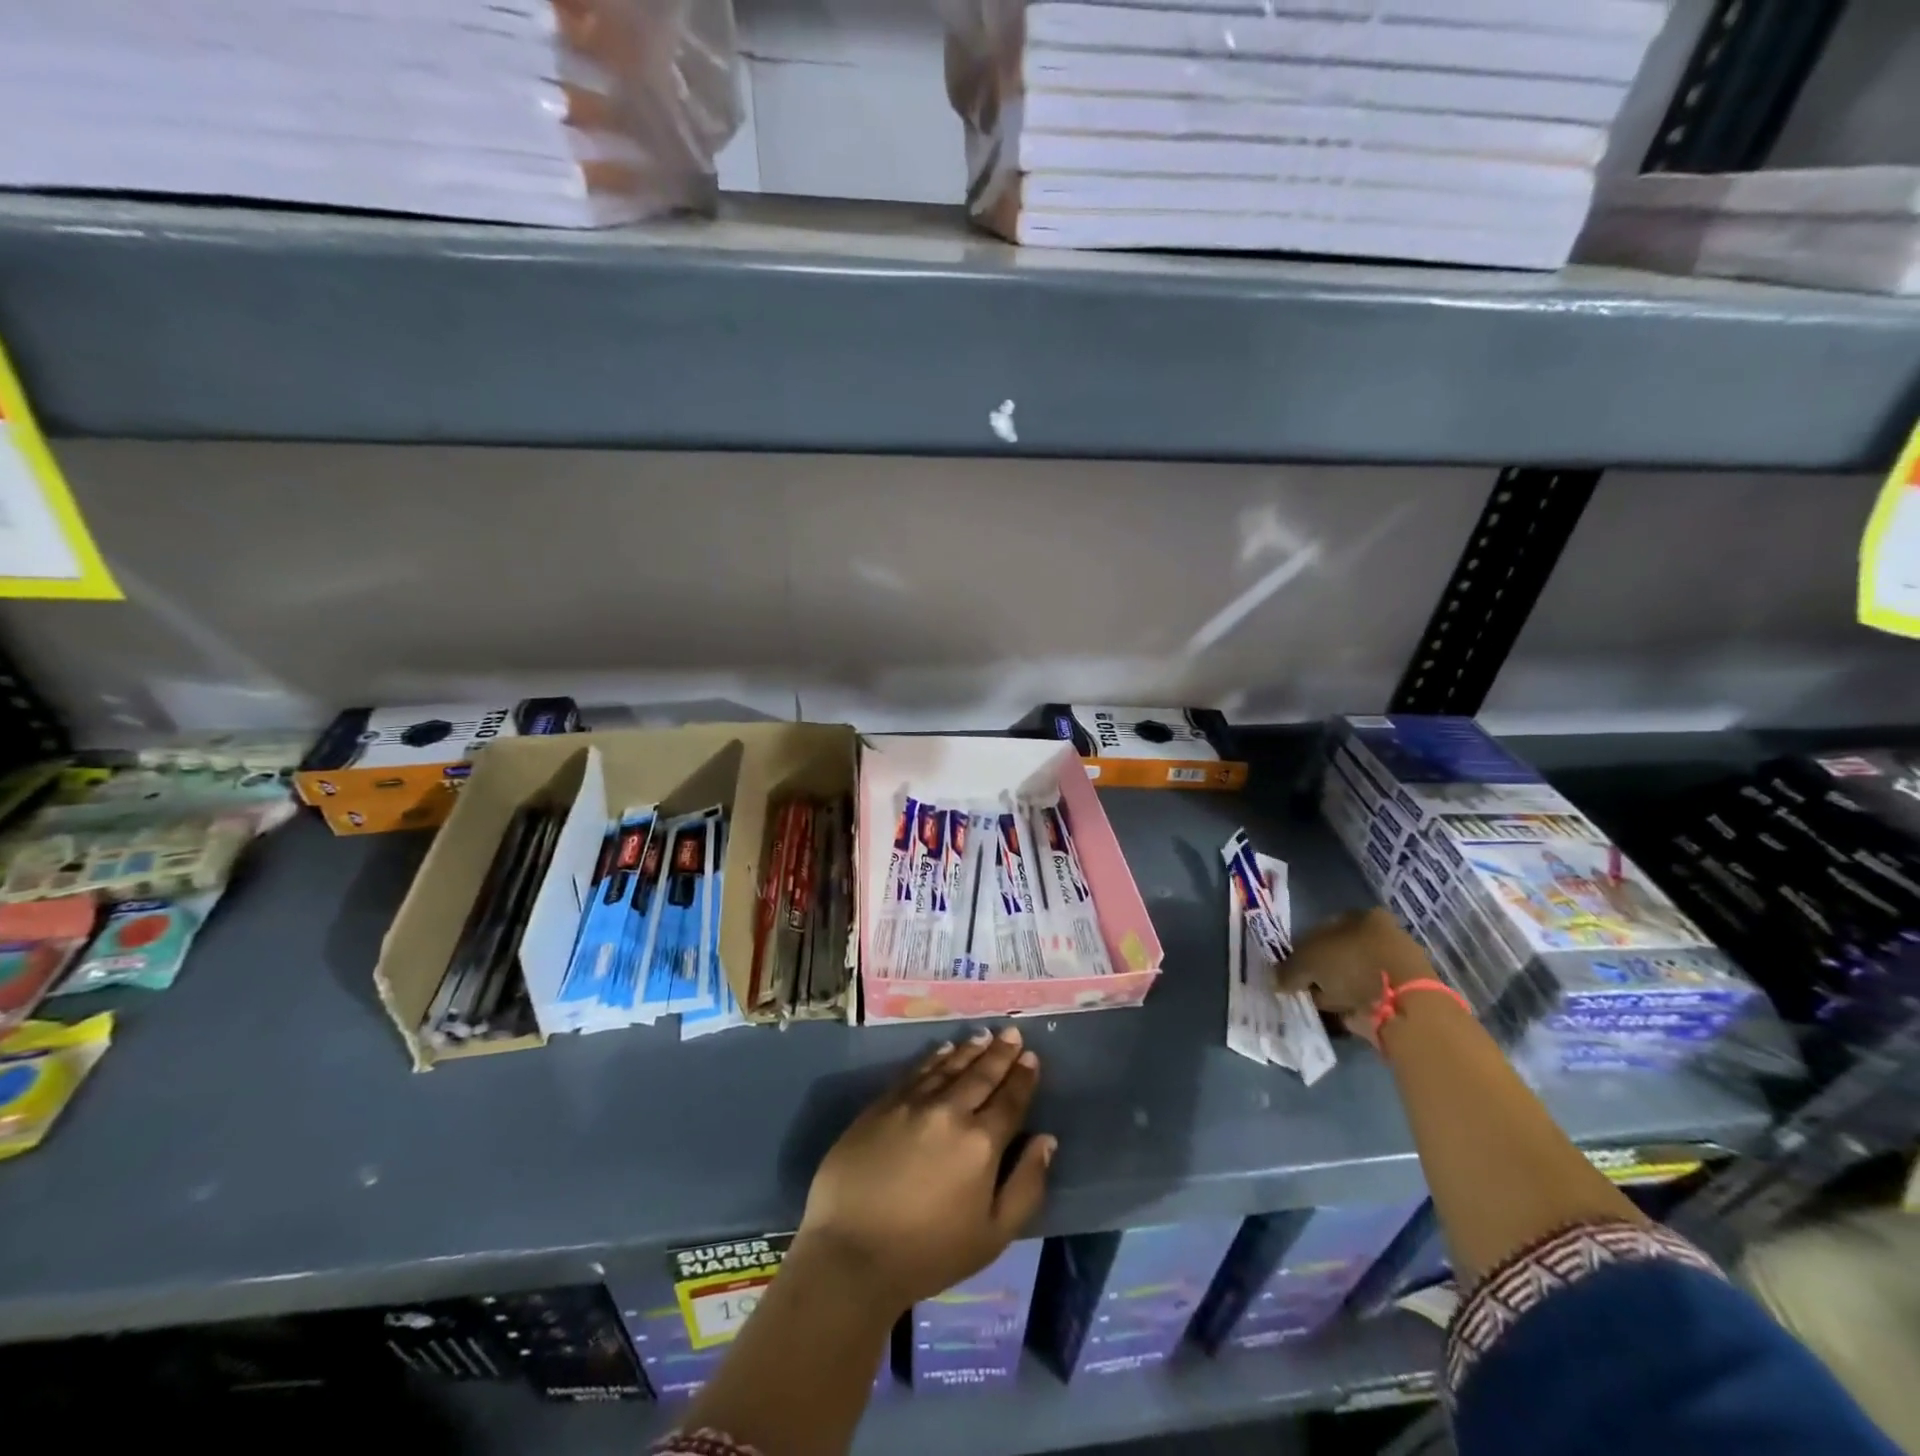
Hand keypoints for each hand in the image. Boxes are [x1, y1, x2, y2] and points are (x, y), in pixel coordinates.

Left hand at [794, 1026, 1054, 1316]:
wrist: (852, 1252)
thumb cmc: (929, 1254)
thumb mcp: (993, 1235)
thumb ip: (1026, 1185)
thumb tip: (1046, 1140)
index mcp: (981, 1143)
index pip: (1009, 1101)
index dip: (1022, 1078)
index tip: (1030, 1057)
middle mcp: (949, 1112)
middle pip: (980, 1075)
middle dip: (999, 1054)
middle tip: (1011, 1033)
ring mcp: (913, 1103)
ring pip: (948, 1067)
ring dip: (969, 1050)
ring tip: (983, 1036)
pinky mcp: (882, 1104)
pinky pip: (916, 1072)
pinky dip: (934, 1058)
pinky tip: (943, 1051)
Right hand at [1276, 908, 1433, 1045]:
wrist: (1403, 1005)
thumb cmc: (1352, 966)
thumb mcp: (1307, 962)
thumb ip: (1288, 970)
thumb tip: (1277, 980)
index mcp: (1363, 916)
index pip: (1323, 928)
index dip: (1303, 948)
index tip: (1291, 969)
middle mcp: (1381, 936)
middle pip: (1338, 953)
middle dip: (1320, 971)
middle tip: (1302, 987)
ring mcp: (1393, 966)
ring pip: (1352, 976)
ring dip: (1335, 990)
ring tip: (1318, 1005)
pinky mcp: (1401, 995)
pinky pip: (1365, 998)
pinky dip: (1350, 1007)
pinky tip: (1335, 1016)